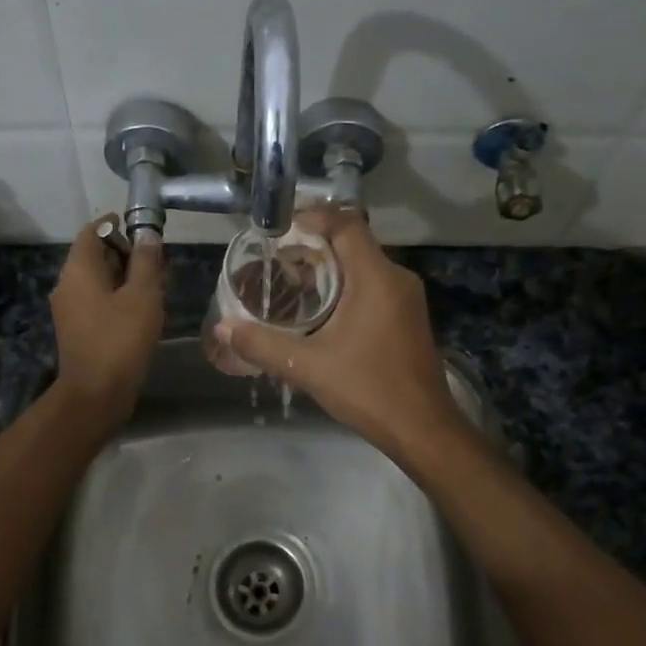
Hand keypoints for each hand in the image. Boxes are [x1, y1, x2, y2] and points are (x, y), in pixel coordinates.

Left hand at [50, 221, 163, 431]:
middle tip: (159, 262)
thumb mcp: (142, 295)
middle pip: (96, 256)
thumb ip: (146, 262)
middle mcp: (68, 284)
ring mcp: (70, 309)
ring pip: (100, 281)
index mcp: (78, 270)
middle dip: (127, 254)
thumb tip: (147, 236)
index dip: (117, 226)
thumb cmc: (120, 339)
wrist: (96, 394)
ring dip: (126, 278)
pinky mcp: (78, 330)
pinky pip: (99, 302)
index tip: (144, 230)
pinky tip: (144, 309)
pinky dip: (119, 298)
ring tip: (158, 286)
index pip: (92, 231)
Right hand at [219, 210, 468, 461]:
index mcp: (376, 277)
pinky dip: (346, 285)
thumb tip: (224, 327)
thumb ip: (262, 345)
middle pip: (353, 242)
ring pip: (364, 265)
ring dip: (330, 267)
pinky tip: (322, 310)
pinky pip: (374, 285)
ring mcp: (406, 298)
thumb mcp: (308, 367)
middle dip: (315, 245)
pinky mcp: (408, 316)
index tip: (280, 231)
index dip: (313, 218)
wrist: (422, 427)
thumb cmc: (368, 389)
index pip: (346, 224)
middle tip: (277, 260)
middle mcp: (396, 277)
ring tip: (292, 282)